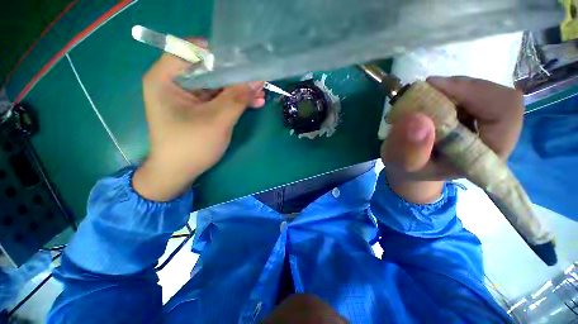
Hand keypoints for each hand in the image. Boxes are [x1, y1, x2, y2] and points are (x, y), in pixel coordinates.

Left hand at [133, 46, 264, 200]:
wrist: (179, 172)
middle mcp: (175, 82)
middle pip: (208, 68)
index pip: (192, 50)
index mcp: (166, 78)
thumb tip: (257, 78)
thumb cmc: (191, 147)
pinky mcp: (199, 107)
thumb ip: (237, 98)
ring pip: (217, 84)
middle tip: (257, 80)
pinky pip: (219, 97)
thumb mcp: (217, 120)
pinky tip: (253, 103)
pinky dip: (235, 100)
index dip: (219, 53)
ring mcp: (188, 96)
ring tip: (260, 94)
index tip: (243, 62)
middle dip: (235, 75)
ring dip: (239, 89)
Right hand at [382, 76, 523, 203]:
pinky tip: (432, 99)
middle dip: (460, 89)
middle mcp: (498, 137)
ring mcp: (491, 124)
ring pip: (485, 91)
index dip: (474, 92)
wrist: (415, 165)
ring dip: (452, 89)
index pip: (505, 111)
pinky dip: (450, 90)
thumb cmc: (411, 168)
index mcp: (488, 155)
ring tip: (426, 97)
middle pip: (498, 96)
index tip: (434, 87)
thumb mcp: (405, 165)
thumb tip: (417, 119)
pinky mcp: (480, 115)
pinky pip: (474, 92)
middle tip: (427, 89)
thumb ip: (410, 151)